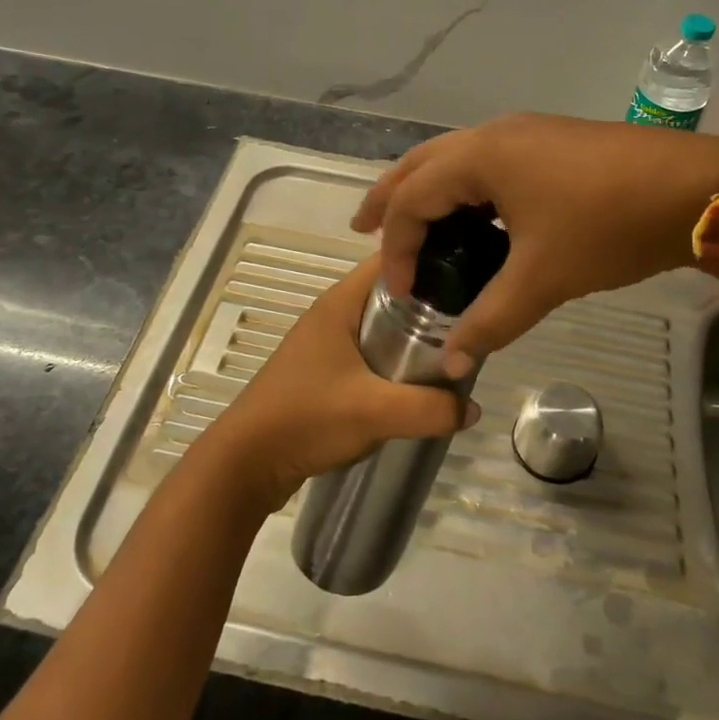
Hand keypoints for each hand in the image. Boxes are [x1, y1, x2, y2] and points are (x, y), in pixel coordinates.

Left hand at [202, 255, 478, 512]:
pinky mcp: (325, 370)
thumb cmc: (306, 418)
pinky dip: (396, 358)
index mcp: (340, 302)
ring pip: (382, 325)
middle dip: (431, 301)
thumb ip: (430, 408)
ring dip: (414, 334)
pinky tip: (418, 378)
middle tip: (472, 317)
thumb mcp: (375, 412)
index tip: (470, 270)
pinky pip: (371, 351)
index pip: (391, 259)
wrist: (247, 462)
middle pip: (392, 292)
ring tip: (454, 347)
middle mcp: (333, 313)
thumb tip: (471, 408)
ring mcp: (327, 342)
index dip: (429, 256)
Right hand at [353, 113, 718, 360]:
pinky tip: (476, 217)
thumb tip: (452, 362)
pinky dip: (464, 187)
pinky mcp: (551, 142)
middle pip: (422, 164)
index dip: (396, 246)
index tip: (400, 292)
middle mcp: (495, 134)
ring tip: (414, 223)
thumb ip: (491, 320)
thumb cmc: (608, 226)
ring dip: (428, 188)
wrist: (696, 189)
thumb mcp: (544, 278)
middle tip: (363, 230)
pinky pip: (487, 161)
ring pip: (455, 158)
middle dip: (390, 198)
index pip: (413, 199)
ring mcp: (526, 132)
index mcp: (481, 156)